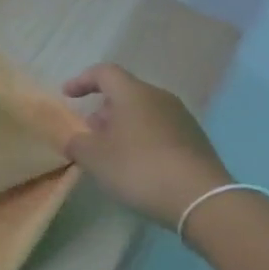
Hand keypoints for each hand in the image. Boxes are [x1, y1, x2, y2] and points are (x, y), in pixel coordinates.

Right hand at [63, 63, 232, 228]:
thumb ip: (77, 144)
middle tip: (90, 131)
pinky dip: (143, 138)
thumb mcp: (96, 159)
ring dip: (124, 125)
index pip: (104, 72)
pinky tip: (139, 164)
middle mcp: (159, 97)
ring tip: (112, 151)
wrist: (200, 197)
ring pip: (144, 111)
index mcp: (133, 93)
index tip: (68, 95)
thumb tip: (74, 139)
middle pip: (126, 92)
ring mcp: (181, 117)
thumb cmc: (140, 168)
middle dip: (103, 109)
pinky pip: (160, 129)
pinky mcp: (195, 139)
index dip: (83, 80)